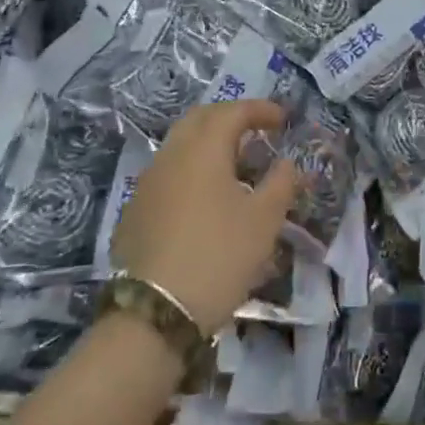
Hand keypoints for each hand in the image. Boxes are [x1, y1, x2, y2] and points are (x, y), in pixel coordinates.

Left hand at [111, 100, 304, 333]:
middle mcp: (171, 156)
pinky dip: (192, 169)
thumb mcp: (264, 220)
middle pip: (200, 119)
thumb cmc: (218, 256)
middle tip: (256, 131)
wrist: (154, 314)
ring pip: (180, 145)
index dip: (260, 110)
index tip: (283, 119)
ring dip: (209, 143)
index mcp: (203, 149)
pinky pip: (168, 172)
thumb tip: (287, 162)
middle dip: (230, 118)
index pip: (233, 112)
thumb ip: (281, 183)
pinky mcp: (136, 211)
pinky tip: (206, 197)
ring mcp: (148, 183)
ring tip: (235, 164)